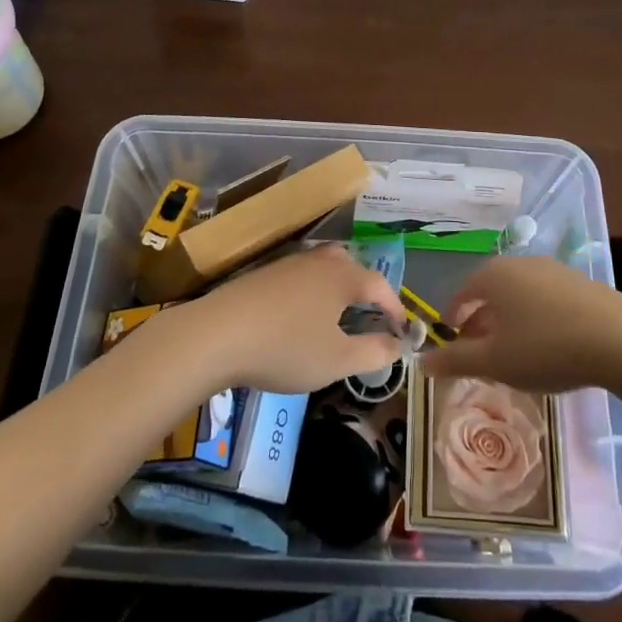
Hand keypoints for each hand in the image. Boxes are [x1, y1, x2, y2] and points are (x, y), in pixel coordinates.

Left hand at [171, 244, 405, 393]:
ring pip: (326, 267)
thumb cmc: (287, 347)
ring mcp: (291, 262)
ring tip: (340, 314)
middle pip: (354, 266)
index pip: (381, 285)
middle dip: (368, 291)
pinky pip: (303, 275)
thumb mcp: (338, 360)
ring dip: (340, 287)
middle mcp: (321, 261)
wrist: (219, 333)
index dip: (395, 308)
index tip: (402, 330)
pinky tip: (303, 314)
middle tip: (372, 317)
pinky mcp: (266, 272)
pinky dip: (314, 290)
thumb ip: (374, 352)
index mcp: (344, 276)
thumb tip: (399, 344)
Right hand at [422, 256, 621, 392]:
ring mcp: (552, 270)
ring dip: (508, 321)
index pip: (461, 294)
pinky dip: (535, 318)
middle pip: (489, 292)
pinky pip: (544, 299)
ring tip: (513, 353)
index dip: (452, 319)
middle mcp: (519, 264)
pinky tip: (547, 345)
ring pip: (518, 295)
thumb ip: (456, 361)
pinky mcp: (579, 283)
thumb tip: (421, 362)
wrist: (621, 339)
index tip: (450, 344)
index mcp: (493, 276)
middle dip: (481, 322)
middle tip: (479, 353)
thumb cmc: (546, 347)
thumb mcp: (495, 362)